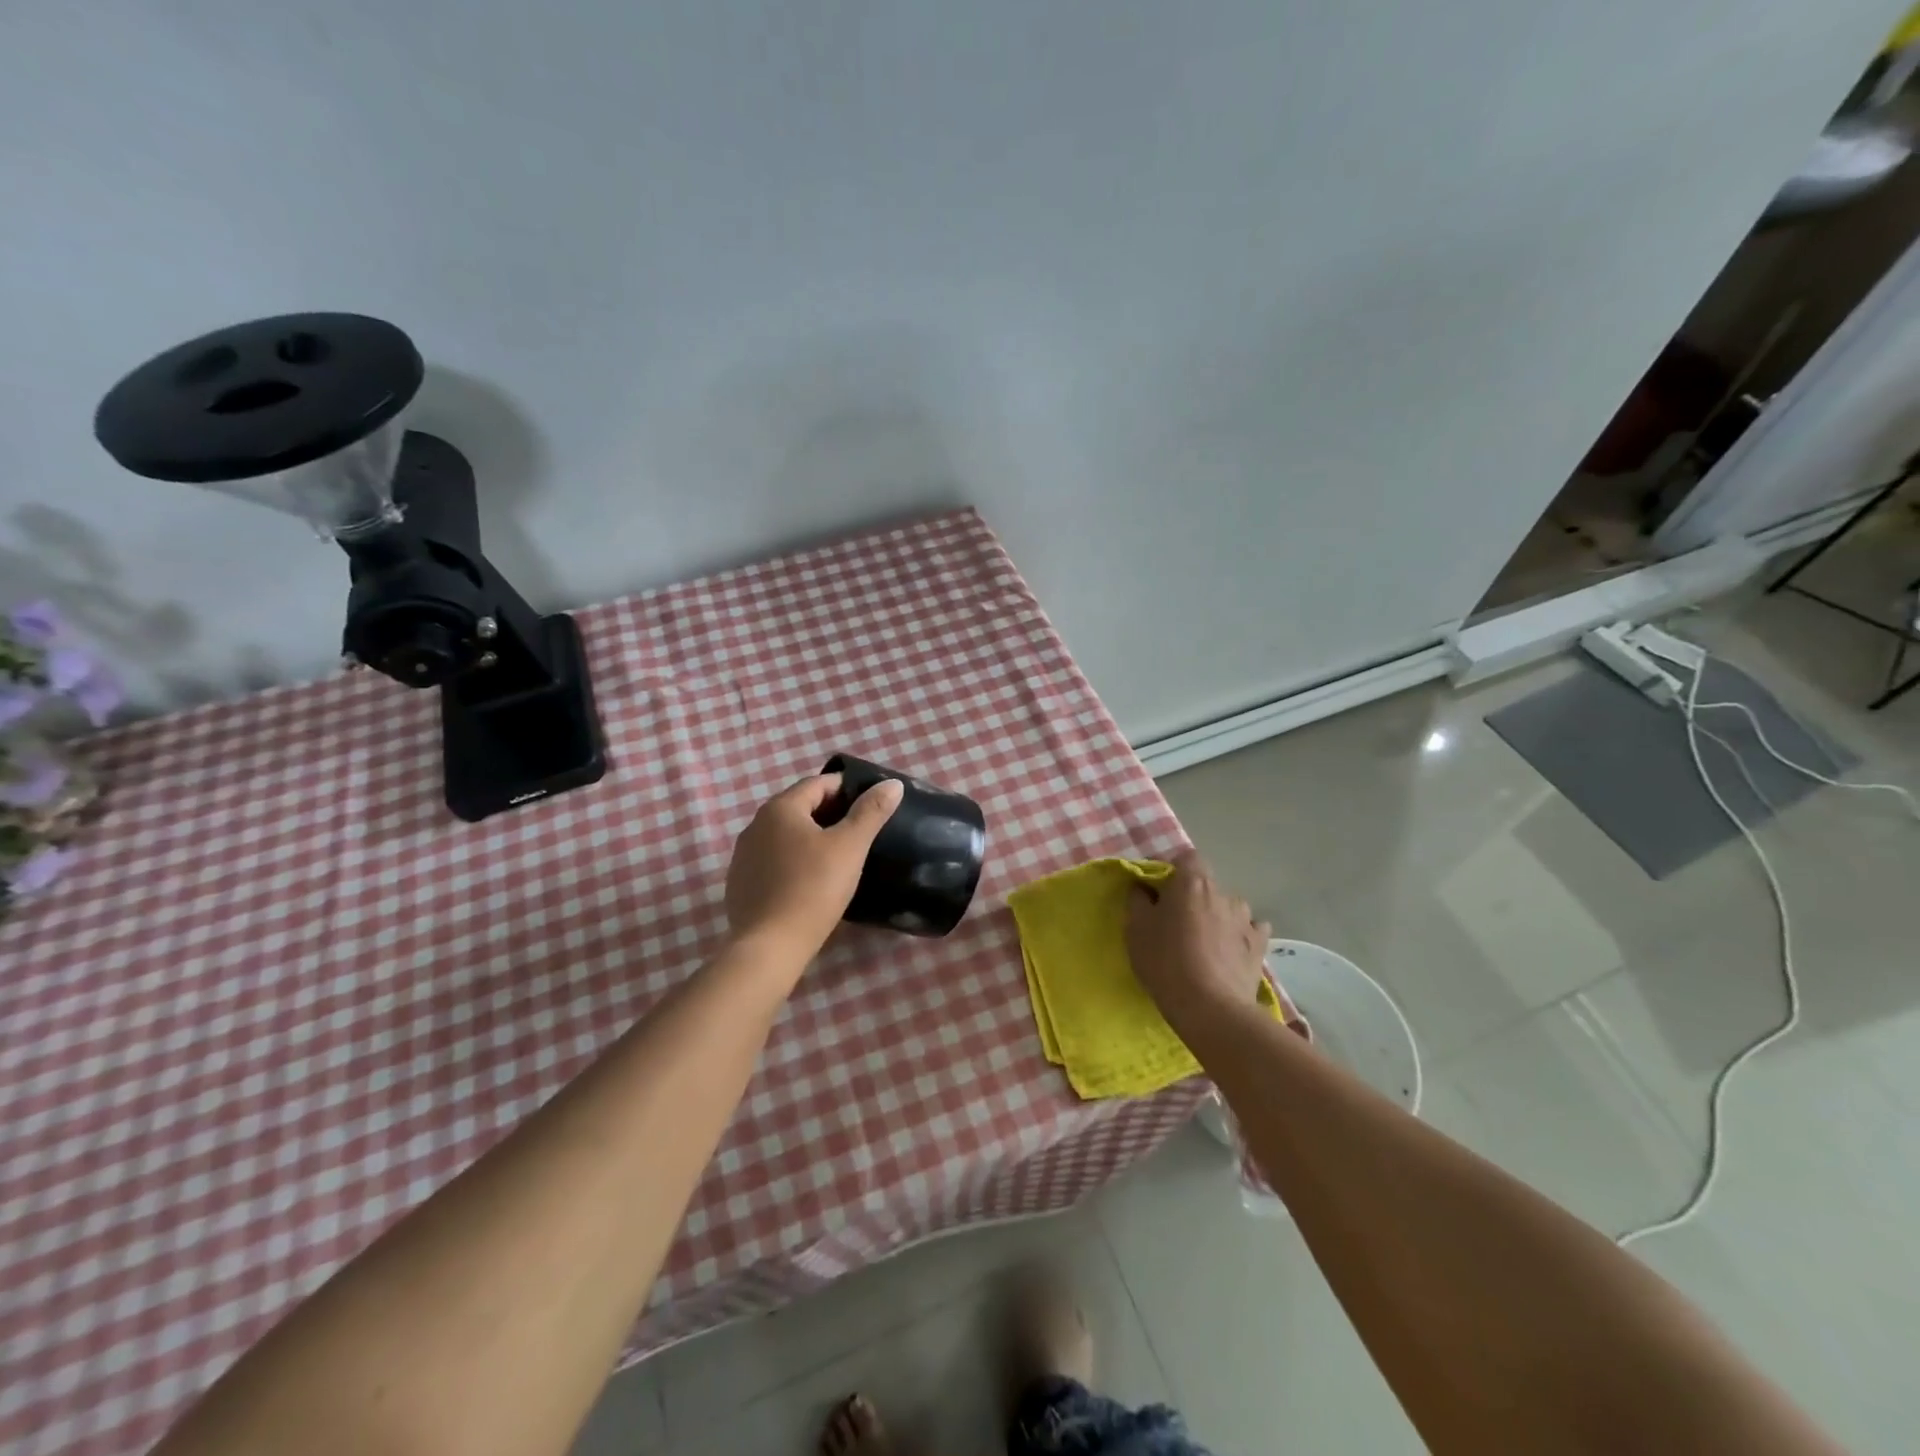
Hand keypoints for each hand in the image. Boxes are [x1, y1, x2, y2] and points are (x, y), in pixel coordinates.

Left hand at [724, 773, 903, 958]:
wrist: (770, 947)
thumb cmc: (814, 888)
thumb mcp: (850, 846)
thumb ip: (871, 811)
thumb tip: (892, 783)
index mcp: (780, 808)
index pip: (818, 784)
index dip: (847, 789)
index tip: (870, 806)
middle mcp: (756, 824)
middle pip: (800, 807)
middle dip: (830, 814)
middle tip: (860, 833)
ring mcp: (743, 855)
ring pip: (785, 835)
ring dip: (810, 839)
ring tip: (838, 857)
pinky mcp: (740, 883)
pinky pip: (772, 861)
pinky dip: (793, 862)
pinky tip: (809, 882)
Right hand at [1125, 849, 1270, 1035]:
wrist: (1211, 1008)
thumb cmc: (1166, 962)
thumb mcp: (1136, 929)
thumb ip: (1138, 900)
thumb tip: (1144, 888)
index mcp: (1192, 882)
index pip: (1185, 858)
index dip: (1171, 870)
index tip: (1156, 890)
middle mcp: (1223, 892)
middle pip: (1205, 884)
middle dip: (1191, 896)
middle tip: (1175, 920)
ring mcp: (1246, 919)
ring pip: (1227, 907)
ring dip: (1216, 915)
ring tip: (1203, 940)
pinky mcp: (1260, 946)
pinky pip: (1249, 930)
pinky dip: (1238, 935)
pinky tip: (1229, 950)